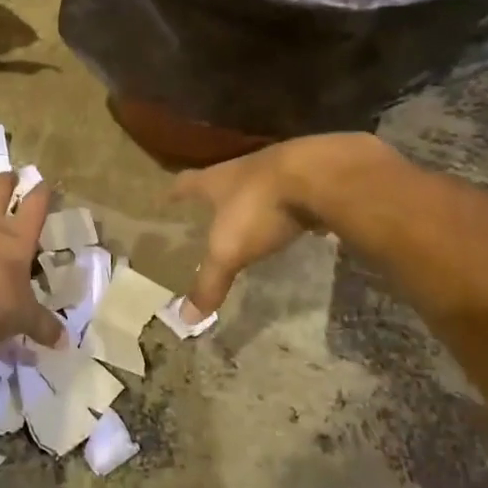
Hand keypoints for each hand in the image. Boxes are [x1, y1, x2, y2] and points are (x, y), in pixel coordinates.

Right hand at [171, 134, 397, 314]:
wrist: (319, 175)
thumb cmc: (260, 207)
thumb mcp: (229, 250)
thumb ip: (209, 281)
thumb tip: (183, 318)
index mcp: (217, 181)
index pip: (187, 182)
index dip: (176, 190)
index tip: (168, 194)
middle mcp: (243, 169)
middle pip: (222, 178)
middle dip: (216, 194)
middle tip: (209, 210)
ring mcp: (279, 169)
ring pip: (258, 183)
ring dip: (253, 199)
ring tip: (250, 216)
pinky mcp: (310, 176)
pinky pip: (293, 192)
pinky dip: (289, 206)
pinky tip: (294, 220)